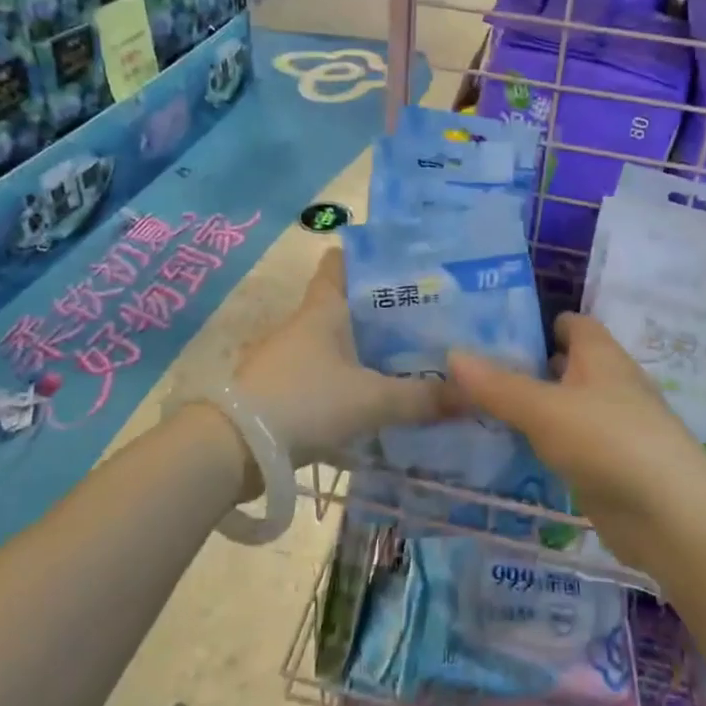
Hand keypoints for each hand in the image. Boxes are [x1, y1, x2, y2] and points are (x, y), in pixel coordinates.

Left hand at [230, 248, 449, 466]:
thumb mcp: (371, 400)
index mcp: (323, 309)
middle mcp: (305, 325)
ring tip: (414, 356)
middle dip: (384, 308)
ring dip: (368, 347)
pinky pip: (328, 373)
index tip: (406, 261)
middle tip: (430, 316)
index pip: (341, 263)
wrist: (230, 449)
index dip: (369, 256)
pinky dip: (352, 378)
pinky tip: (379, 396)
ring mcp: (289, 357)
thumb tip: (475, 395)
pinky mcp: (283, 390)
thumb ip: (422, 399)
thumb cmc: (304, 401)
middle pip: (347, 304)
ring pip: (338, 341)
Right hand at [447, 314, 705, 575]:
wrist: (670, 516)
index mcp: (599, 354)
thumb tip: (452, 355)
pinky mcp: (607, 466)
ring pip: (561, 408)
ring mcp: (610, 427)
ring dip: (528, 410)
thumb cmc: (608, 440)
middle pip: (562, 365)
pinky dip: (541, 446)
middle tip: (466, 375)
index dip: (535, 324)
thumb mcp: (544, 409)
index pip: (569, 323)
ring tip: (472, 412)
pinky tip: (505, 454)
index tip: (489, 333)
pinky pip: (566, 446)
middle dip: (521, 368)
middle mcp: (608, 383)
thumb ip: (497, 385)